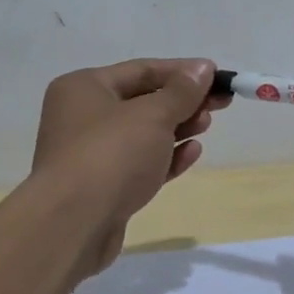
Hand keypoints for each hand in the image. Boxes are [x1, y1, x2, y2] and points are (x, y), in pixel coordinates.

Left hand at [31, 58, 225, 276]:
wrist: (73, 224)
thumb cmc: (111, 154)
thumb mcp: (153, 115)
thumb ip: (182, 91)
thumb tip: (202, 68)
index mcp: (84, 87)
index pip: (141, 70)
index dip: (182, 71)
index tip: (218, 75)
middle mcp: (82, 116)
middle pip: (143, 101)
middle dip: (182, 102)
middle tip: (220, 103)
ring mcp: (91, 154)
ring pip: (143, 134)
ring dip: (177, 127)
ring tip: (207, 125)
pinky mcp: (103, 187)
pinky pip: (139, 163)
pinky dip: (166, 157)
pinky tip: (192, 152)